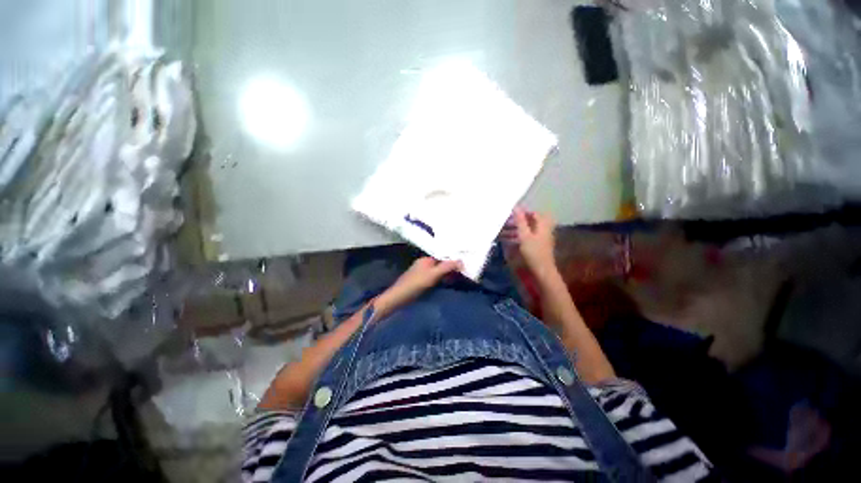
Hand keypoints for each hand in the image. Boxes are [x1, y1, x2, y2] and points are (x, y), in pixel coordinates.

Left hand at [375, 257, 461, 315]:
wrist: (399, 297)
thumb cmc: (416, 284)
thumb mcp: (433, 275)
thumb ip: (447, 267)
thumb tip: (461, 261)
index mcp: (426, 259)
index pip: (443, 256)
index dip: (453, 260)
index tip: (464, 265)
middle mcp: (423, 264)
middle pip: (440, 264)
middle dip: (451, 268)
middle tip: (464, 274)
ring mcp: (421, 273)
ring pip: (437, 272)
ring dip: (446, 275)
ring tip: (458, 279)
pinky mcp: (420, 282)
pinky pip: (434, 278)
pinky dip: (441, 280)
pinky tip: (447, 284)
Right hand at [505, 207, 557, 278]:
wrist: (542, 271)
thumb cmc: (533, 251)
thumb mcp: (524, 235)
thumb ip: (520, 221)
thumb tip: (516, 206)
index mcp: (543, 225)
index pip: (534, 214)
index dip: (522, 213)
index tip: (510, 215)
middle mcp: (543, 230)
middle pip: (530, 222)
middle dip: (517, 222)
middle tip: (505, 223)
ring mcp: (541, 239)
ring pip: (527, 231)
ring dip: (515, 230)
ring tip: (502, 233)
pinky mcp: (537, 247)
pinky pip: (527, 238)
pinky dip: (518, 238)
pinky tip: (508, 242)